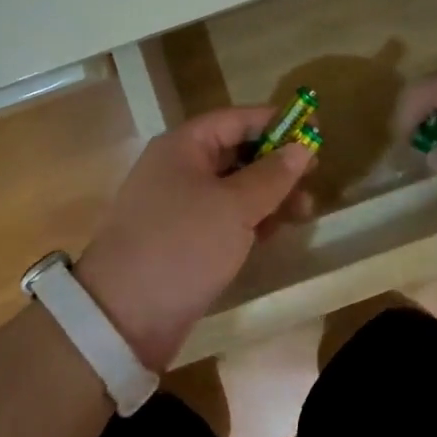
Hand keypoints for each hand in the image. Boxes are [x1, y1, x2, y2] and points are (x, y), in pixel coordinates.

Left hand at [77, 109, 314, 370]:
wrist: (123, 317)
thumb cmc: (182, 245)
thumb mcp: (234, 207)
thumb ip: (271, 175)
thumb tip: (301, 147)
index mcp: (183, 146)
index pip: (235, 119)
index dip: (274, 122)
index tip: (312, 131)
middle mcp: (179, 168)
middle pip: (236, 153)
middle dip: (276, 164)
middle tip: (314, 178)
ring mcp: (179, 206)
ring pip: (234, 188)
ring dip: (269, 196)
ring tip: (305, 212)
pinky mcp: (183, 239)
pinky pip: (224, 217)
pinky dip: (251, 220)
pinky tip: (275, 232)